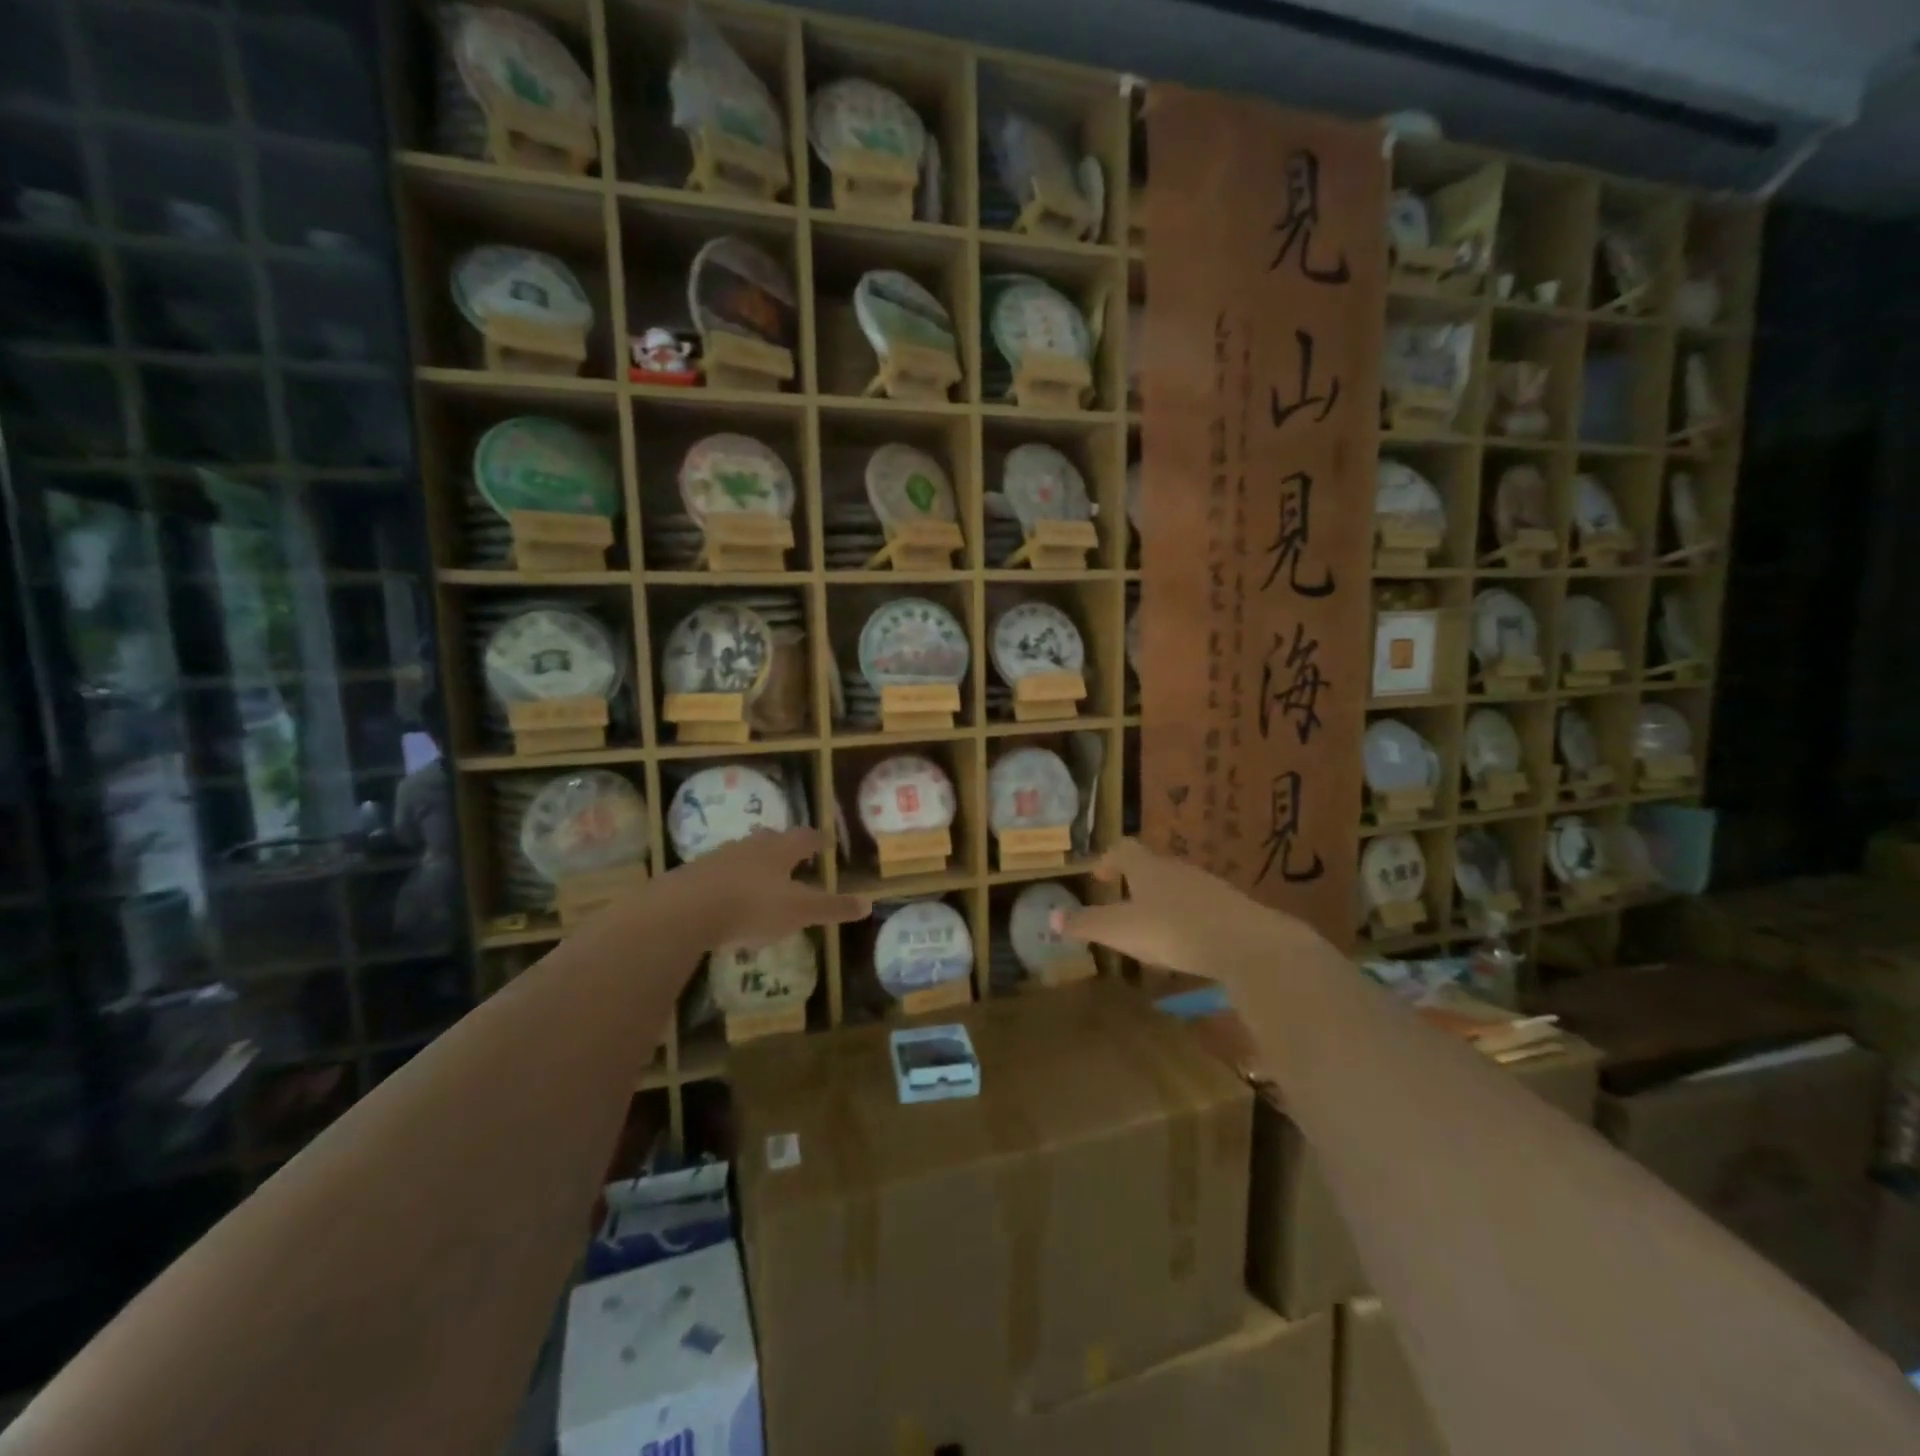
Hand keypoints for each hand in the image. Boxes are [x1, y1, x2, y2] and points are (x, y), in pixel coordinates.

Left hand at [665, 828, 868, 948]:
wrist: (686, 909)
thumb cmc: (753, 906)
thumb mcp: (800, 911)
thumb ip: (832, 908)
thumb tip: (868, 903)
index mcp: (780, 850)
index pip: (806, 838)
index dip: (818, 840)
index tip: (827, 842)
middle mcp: (751, 846)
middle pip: (772, 839)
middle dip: (784, 846)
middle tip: (794, 855)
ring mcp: (720, 858)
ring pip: (744, 854)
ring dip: (756, 863)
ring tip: (763, 878)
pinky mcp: (695, 876)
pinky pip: (720, 873)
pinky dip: (731, 882)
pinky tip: (730, 899)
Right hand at [1053, 838, 1325, 977]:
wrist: (1247, 944)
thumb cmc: (1174, 930)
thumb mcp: (1121, 931)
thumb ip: (1087, 924)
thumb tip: (1051, 916)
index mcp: (1147, 868)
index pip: (1123, 849)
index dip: (1108, 859)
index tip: (1099, 875)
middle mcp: (1177, 869)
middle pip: (1152, 866)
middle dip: (1136, 881)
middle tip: (1123, 901)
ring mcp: (1209, 886)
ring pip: (1178, 886)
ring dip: (1163, 900)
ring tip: (1154, 926)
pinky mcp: (1233, 909)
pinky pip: (1202, 907)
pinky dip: (1189, 918)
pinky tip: (1189, 943)